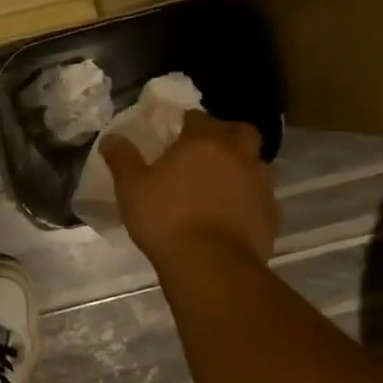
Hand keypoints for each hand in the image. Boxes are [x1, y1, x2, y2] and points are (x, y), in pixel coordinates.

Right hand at [101, 112, 277, 264]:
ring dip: (240, 167)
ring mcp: (260, 185)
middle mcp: (238, 156)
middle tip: (204, 151)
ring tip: (217, 184)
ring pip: (256, 164)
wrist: (210, 264)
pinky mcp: (271, 215)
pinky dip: (247, 198)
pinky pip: (260, 197)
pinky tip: (229, 213)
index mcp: (204, 142)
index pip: (198, 118)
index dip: (186, 122)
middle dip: (225, 135)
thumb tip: (111, 137)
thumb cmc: (166, 217)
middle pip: (240, 132)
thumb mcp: (131, 187)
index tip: (174, 133)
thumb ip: (122, 158)